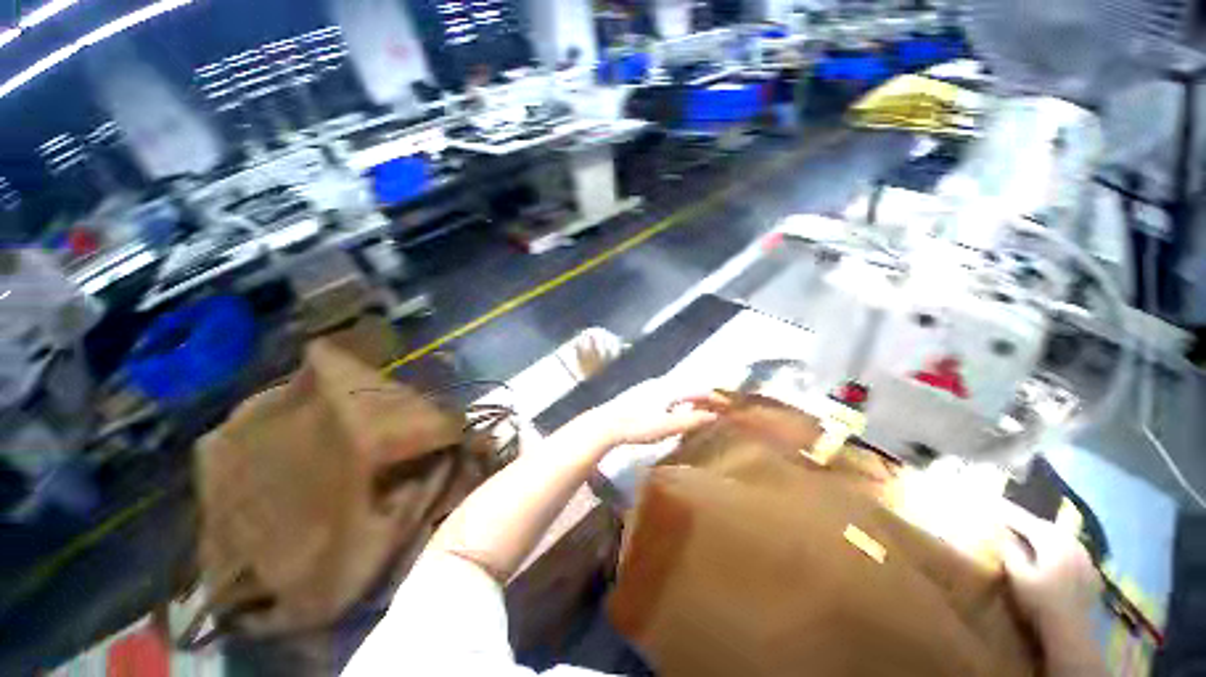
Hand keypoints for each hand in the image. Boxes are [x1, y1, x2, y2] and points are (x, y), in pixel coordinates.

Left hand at [584, 380, 726, 446]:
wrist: (606, 423)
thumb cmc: (637, 425)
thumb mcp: (666, 427)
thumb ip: (690, 421)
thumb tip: (713, 415)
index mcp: (669, 389)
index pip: (698, 390)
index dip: (714, 397)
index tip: (728, 404)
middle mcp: (661, 384)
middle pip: (688, 387)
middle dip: (703, 396)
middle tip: (716, 406)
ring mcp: (648, 387)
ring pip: (676, 390)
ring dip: (689, 398)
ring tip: (699, 408)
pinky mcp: (639, 393)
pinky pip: (666, 393)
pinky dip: (676, 400)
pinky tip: (672, 410)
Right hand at [999, 503, 1101, 639]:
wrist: (1073, 631)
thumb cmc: (1041, 602)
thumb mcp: (1018, 576)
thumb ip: (1009, 550)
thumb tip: (999, 530)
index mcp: (1052, 540)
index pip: (1024, 519)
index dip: (1006, 511)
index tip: (989, 503)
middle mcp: (1071, 541)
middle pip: (1044, 526)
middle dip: (1025, 521)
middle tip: (1007, 517)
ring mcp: (1084, 556)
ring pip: (1059, 537)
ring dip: (1041, 533)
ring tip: (1026, 533)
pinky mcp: (1089, 570)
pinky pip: (1069, 549)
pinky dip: (1055, 546)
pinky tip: (1050, 553)